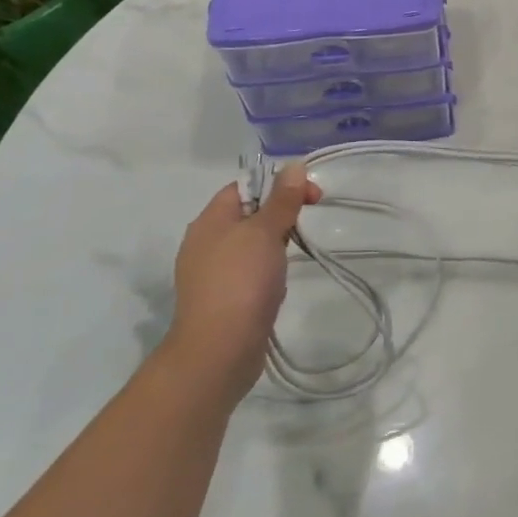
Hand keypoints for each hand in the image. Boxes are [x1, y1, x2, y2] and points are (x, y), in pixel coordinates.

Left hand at [164, 164, 320, 399]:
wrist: (219, 351)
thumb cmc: (241, 282)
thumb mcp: (265, 232)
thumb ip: (281, 199)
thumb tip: (294, 165)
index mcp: (210, 221)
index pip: (244, 187)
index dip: (278, 185)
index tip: (311, 197)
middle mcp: (205, 243)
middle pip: (248, 215)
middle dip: (280, 216)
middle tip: (306, 226)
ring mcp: (212, 273)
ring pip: (251, 245)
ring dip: (275, 246)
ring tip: (293, 257)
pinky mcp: (222, 299)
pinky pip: (249, 272)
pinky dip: (267, 272)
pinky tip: (278, 284)